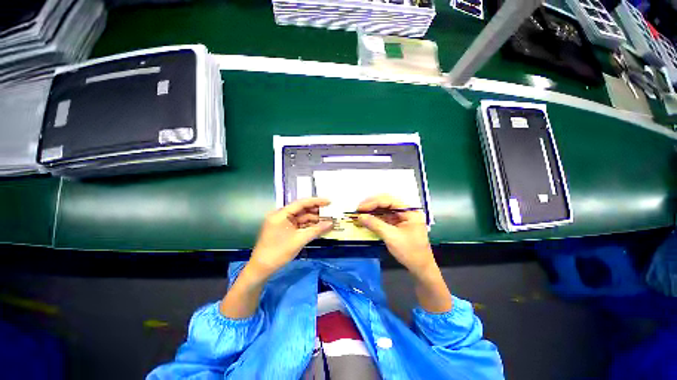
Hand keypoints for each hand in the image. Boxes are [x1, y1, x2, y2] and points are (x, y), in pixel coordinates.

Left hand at [248, 198, 333, 277]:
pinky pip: (298, 224)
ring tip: (327, 219)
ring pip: (301, 217)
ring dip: (313, 219)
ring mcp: (282, 222)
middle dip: (316, 211)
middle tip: (330, 211)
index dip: (316, 201)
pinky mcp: (284, 229)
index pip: (301, 203)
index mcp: (281, 214)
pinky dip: (308, 225)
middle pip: (301, 209)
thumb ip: (316, 230)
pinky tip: (318, 227)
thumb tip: (331, 223)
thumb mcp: (299, 240)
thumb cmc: (278, 252)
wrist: (262, 269)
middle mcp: (281, 215)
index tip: (329, 201)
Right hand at [358, 194, 451, 312]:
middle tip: (359, 209)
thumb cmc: (410, 252)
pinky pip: (385, 216)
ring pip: (385, 208)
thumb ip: (375, 224)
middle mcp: (407, 211)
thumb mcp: (391, 237)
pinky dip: (376, 217)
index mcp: (410, 211)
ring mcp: (403, 217)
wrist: (420, 268)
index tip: (360, 208)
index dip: (373, 203)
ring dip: (373, 210)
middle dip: (372, 204)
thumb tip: (360, 216)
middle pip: (387, 202)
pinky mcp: (399, 223)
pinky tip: (368, 218)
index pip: (389, 201)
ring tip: (361, 212)